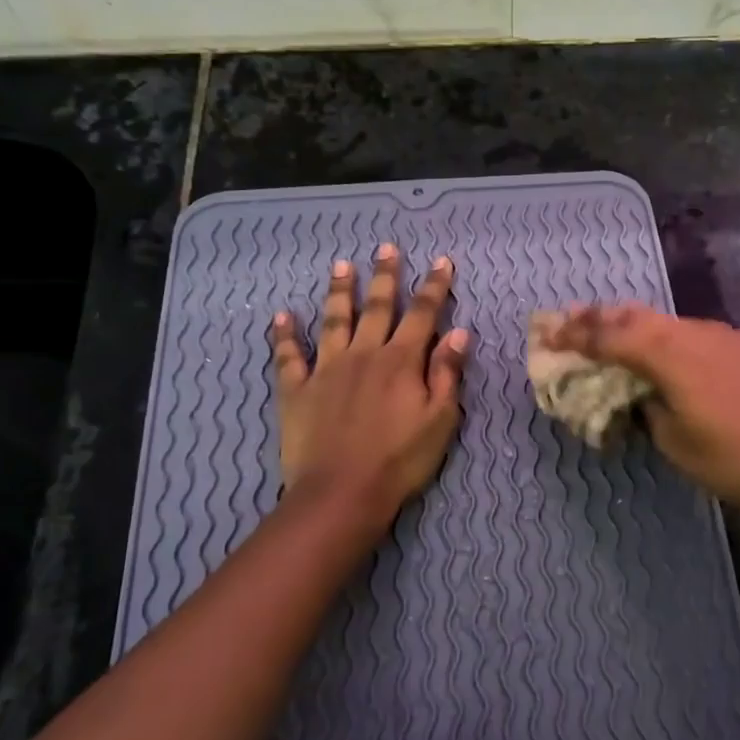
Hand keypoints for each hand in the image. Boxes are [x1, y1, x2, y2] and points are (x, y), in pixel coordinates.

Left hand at [272, 244, 467, 522]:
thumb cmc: (400, 460)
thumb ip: (448, 373)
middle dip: (385, 276)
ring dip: (340, 292)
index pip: (423, 314)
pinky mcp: (297, 390)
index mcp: (402, 361)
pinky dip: (284, 336)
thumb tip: (459, 332)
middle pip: (377, 307)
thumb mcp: (440, 420)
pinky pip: (288, 356)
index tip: (442, 261)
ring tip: (341, 265)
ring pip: (334, 320)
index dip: (434, 286)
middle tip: (386, 247)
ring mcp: (327, 369)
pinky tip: (281, 316)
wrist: (342, 492)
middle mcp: (364, 354)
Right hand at [544, 305, 739, 515]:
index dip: (576, 334)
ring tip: (618, 330)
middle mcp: (697, 333)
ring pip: (672, 323)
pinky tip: (677, 355)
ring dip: (640, 326)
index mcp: (671, 354)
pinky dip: (676, 339)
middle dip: (602, 317)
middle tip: (571, 316)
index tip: (548, 331)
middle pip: (639, 316)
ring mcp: (730, 337)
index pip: (611, 337)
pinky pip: (701, 335)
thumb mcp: (674, 441)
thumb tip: (642, 394)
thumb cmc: (733, 461)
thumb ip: (648, 408)